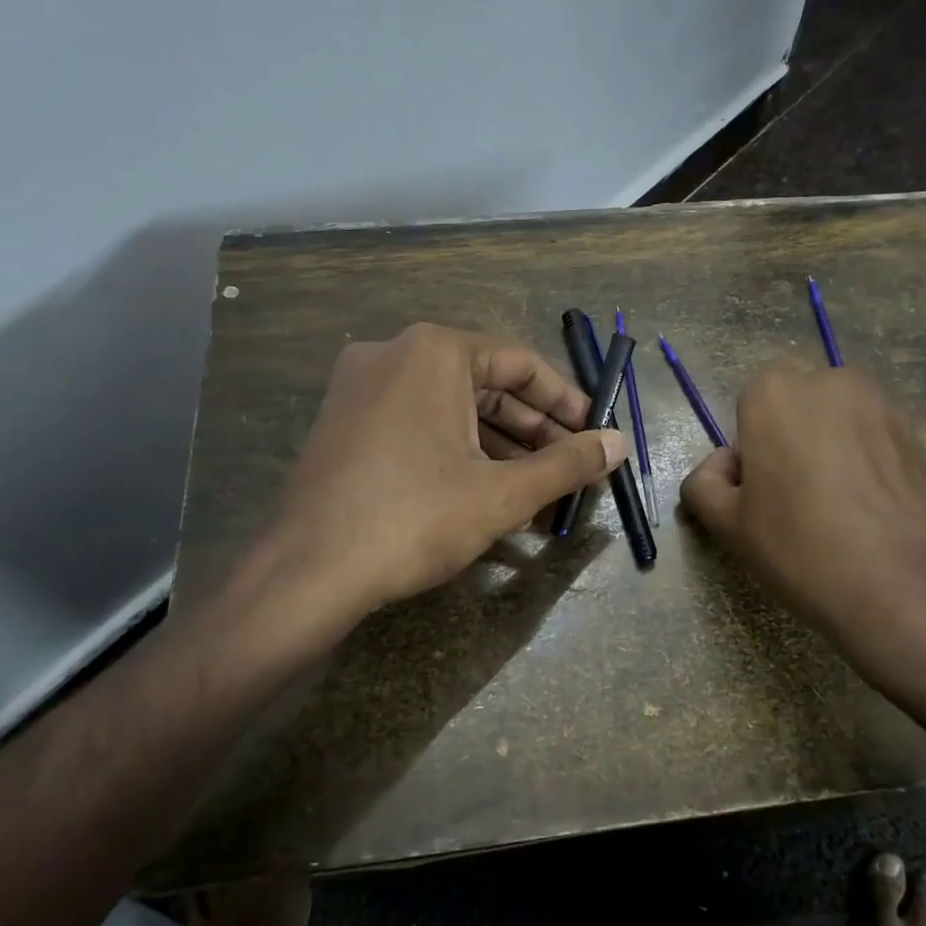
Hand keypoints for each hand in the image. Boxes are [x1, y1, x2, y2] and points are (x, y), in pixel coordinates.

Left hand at [229, 323, 624, 640]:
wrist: (306, 573)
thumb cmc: (413, 519)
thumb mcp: (502, 493)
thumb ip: (567, 464)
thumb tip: (619, 443)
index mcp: (433, 352)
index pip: (521, 364)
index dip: (567, 401)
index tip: (596, 434)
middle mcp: (393, 355)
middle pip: (487, 387)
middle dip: (535, 433)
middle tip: (571, 471)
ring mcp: (361, 389)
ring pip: (452, 410)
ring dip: (501, 450)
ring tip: (539, 495)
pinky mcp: (344, 424)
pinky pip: (419, 426)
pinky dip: (459, 454)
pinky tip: (488, 496)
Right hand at [679, 364, 925, 667]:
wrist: (901, 586)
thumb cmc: (798, 546)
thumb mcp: (726, 525)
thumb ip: (704, 484)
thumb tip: (722, 468)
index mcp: (775, 393)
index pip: (751, 401)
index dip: (751, 444)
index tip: (757, 489)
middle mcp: (831, 383)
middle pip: (799, 402)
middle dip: (793, 434)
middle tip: (794, 495)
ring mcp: (884, 406)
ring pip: (842, 419)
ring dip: (833, 446)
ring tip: (837, 507)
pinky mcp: (920, 437)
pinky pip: (878, 442)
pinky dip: (869, 464)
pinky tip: (871, 513)